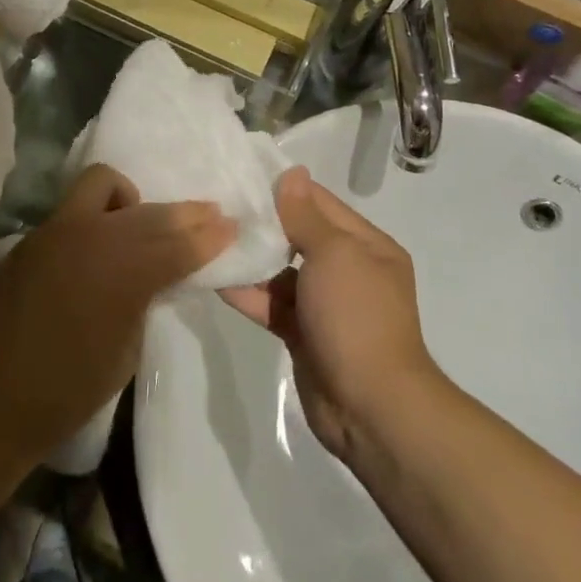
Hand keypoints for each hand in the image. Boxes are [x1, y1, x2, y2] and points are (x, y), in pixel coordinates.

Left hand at [0, 164, 235, 462]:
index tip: (232, 225)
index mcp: (122, 272)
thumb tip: (152, 278)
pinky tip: (105, 236)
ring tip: (143, 226)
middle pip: (149, 212)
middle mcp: (91, 236)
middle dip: (184, 214)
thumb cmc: (61, 393)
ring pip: (104, 185)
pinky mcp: (32, 235)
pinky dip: (101, 211)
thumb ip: (142, 302)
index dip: (209, 235)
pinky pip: (76, 206)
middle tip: (209, 215)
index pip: (178, 244)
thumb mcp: (123, 354)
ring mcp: (56, 229)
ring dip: (133, 201)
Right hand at [223, 167, 436, 460]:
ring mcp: (325, 305)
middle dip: (263, 223)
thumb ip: (305, 216)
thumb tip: (292, 174)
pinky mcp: (304, 334)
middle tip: (218, 204)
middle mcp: (348, 270)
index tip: (243, 175)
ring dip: (251, 258)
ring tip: (209, 236)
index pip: (320, 204)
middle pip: (299, 236)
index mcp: (367, 246)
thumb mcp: (334, 255)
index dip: (285, 189)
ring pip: (281, 272)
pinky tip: (213, 277)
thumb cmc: (356, 317)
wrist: (371, 407)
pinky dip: (247, 293)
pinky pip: (272, 304)